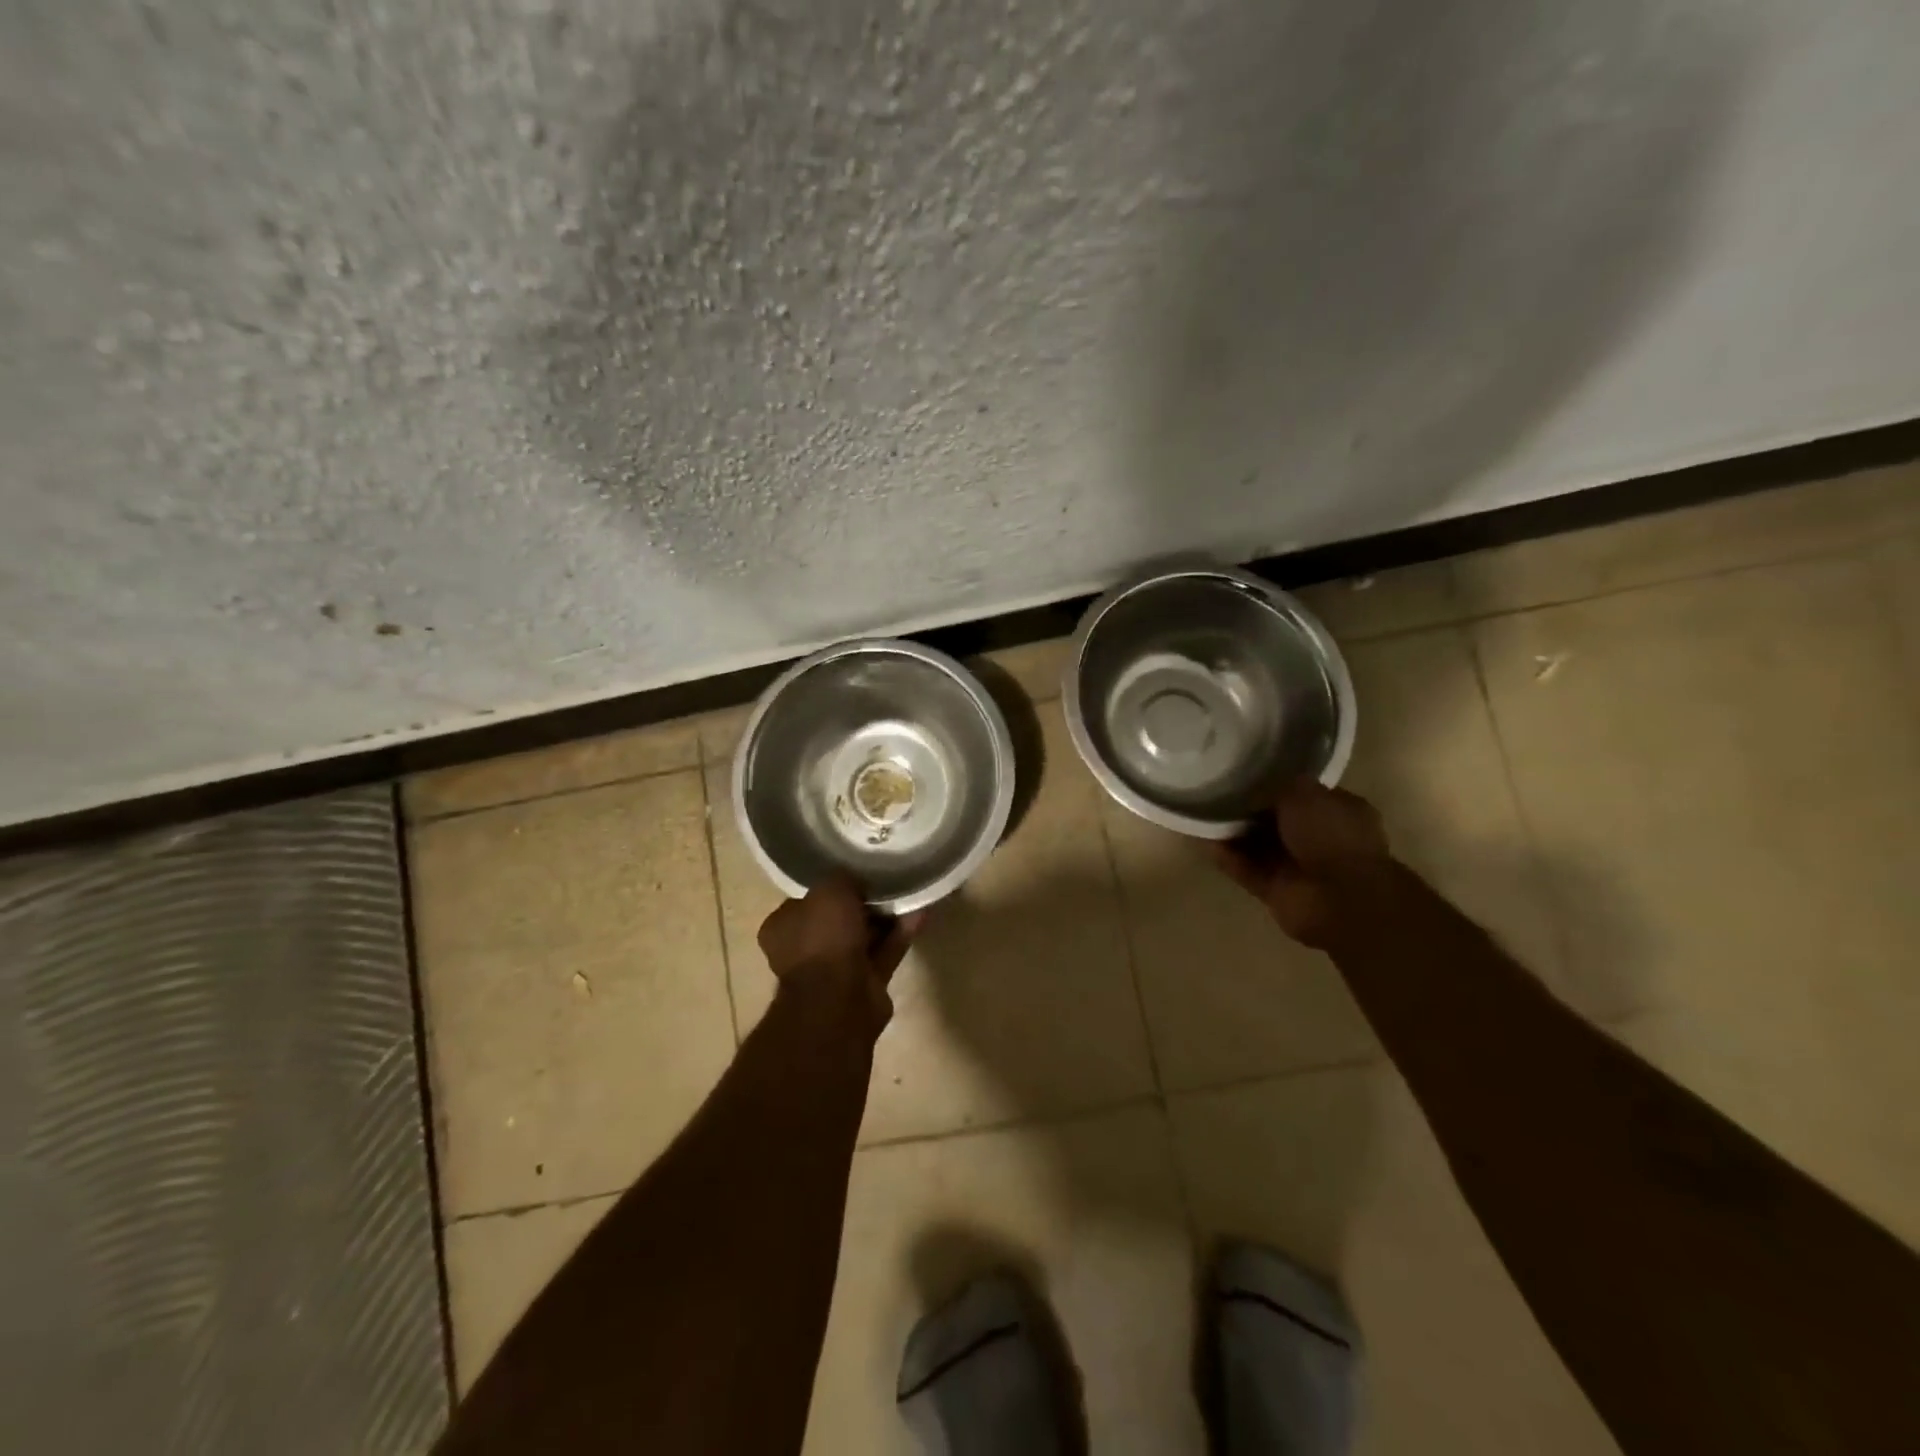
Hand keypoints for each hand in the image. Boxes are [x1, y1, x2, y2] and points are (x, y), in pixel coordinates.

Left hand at [757, 875, 923, 1029]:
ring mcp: (835, 969)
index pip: (806, 899)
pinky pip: (885, 951)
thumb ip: (841, 878)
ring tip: (909, 890)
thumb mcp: (829, 890)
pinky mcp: (865, 984)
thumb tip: (853, 878)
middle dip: (862, 901)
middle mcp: (805, 949)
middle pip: (838, 918)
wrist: (839, 1001)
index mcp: (783, 928)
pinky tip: (921, 911)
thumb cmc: (823, 939)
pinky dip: (901, 933)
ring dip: (886, 916)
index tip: (854, 868)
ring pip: (864, 935)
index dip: (830, 884)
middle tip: (886, 878)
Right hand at [1212, 779, 1390, 947]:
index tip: (1241, 771)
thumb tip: (1255, 786)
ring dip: (1230, 831)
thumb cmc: (1332, 836)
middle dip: (1246, 808)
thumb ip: (1277, 786)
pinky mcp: (1273, 889)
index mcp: (1336, 811)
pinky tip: (1200, 837)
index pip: (1299, 793)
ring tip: (1200, 809)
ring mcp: (1295, 866)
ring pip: (1255, 844)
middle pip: (1272, 819)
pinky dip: (1224, 855)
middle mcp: (1317, 838)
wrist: (1340, 899)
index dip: (1272, 783)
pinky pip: (1243, 868)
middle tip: (1214, 789)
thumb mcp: (1305, 792)